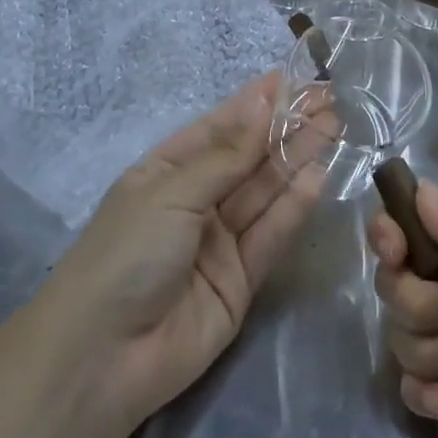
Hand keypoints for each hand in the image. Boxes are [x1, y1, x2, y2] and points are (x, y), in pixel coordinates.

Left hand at [45, 73, 322, 432]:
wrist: (102, 358)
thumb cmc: (127, 253)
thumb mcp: (173, 192)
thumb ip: (227, 155)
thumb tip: (263, 103)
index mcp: (166, 172)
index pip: (219, 128)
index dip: (256, 103)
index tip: (294, 78)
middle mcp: (195, 201)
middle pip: (248, 158)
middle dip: (286, 127)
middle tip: (329, 100)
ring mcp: (219, 241)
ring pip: (266, 191)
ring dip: (298, 158)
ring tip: (334, 126)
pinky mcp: (241, 279)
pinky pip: (272, 234)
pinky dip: (295, 205)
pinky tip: (319, 174)